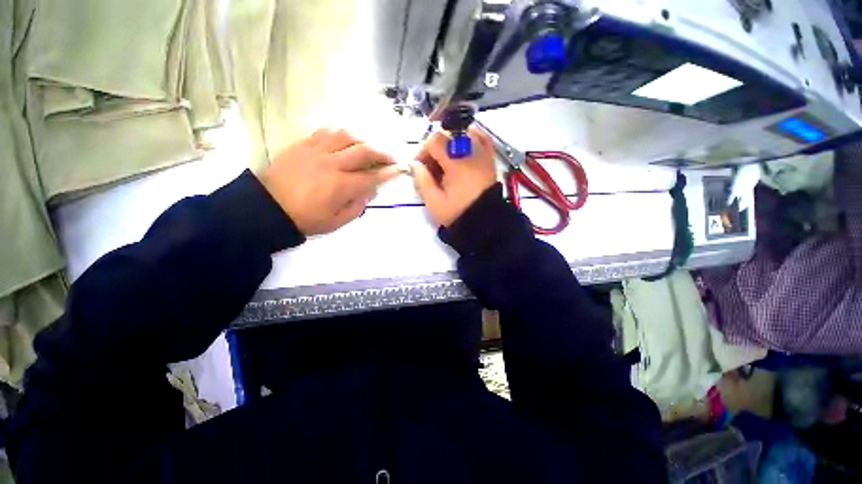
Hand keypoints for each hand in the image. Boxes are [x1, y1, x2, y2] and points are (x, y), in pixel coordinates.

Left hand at [259, 129, 398, 234]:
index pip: (372, 176)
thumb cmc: (305, 219)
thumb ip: (357, 206)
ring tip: (367, 147)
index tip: (398, 170)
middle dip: (381, 153)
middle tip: (389, 157)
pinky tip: (343, 140)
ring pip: (345, 136)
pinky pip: (324, 132)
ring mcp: (316, 151)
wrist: (267, 208)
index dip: (388, 173)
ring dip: (362, 140)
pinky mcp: (302, 145)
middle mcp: (332, 164)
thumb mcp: (336, 222)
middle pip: (363, 151)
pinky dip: (339, 134)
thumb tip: (369, 192)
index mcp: (342, 185)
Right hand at [412, 127, 497, 226]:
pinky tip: (462, 150)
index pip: (434, 141)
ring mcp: (483, 154)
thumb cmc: (458, 213)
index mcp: (456, 163)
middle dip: (435, 150)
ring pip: (462, 134)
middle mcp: (471, 152)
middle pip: (447, 136)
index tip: (419, 167)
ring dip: (450, 145)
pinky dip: (470, 138)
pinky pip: (482, 138)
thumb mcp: (434, 202)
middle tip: (432, 170)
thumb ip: (422, 180)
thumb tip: (415, 164)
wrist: (484, 223)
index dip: (422, 151)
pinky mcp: (490, 159)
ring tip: (447, 163)